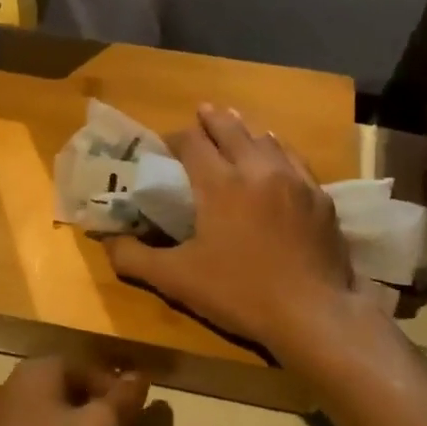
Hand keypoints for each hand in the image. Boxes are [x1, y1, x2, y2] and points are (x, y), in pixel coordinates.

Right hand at [106, 105, 382, 363]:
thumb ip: (135, 258)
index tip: (165, 144)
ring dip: (246, 130)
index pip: (192, 143)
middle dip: (212, 120)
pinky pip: (295, 160)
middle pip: (231, 130)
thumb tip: (107, 242)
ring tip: (236, 124)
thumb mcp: (177, 280)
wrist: (313, 313)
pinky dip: (279, 150)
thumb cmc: (239, 293)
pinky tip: (277, 154)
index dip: (175, 138)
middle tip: (202, 112)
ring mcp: (294, 181)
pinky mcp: (319, 198)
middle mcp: (256, 170)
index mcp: (219, 184)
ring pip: (266, 140)